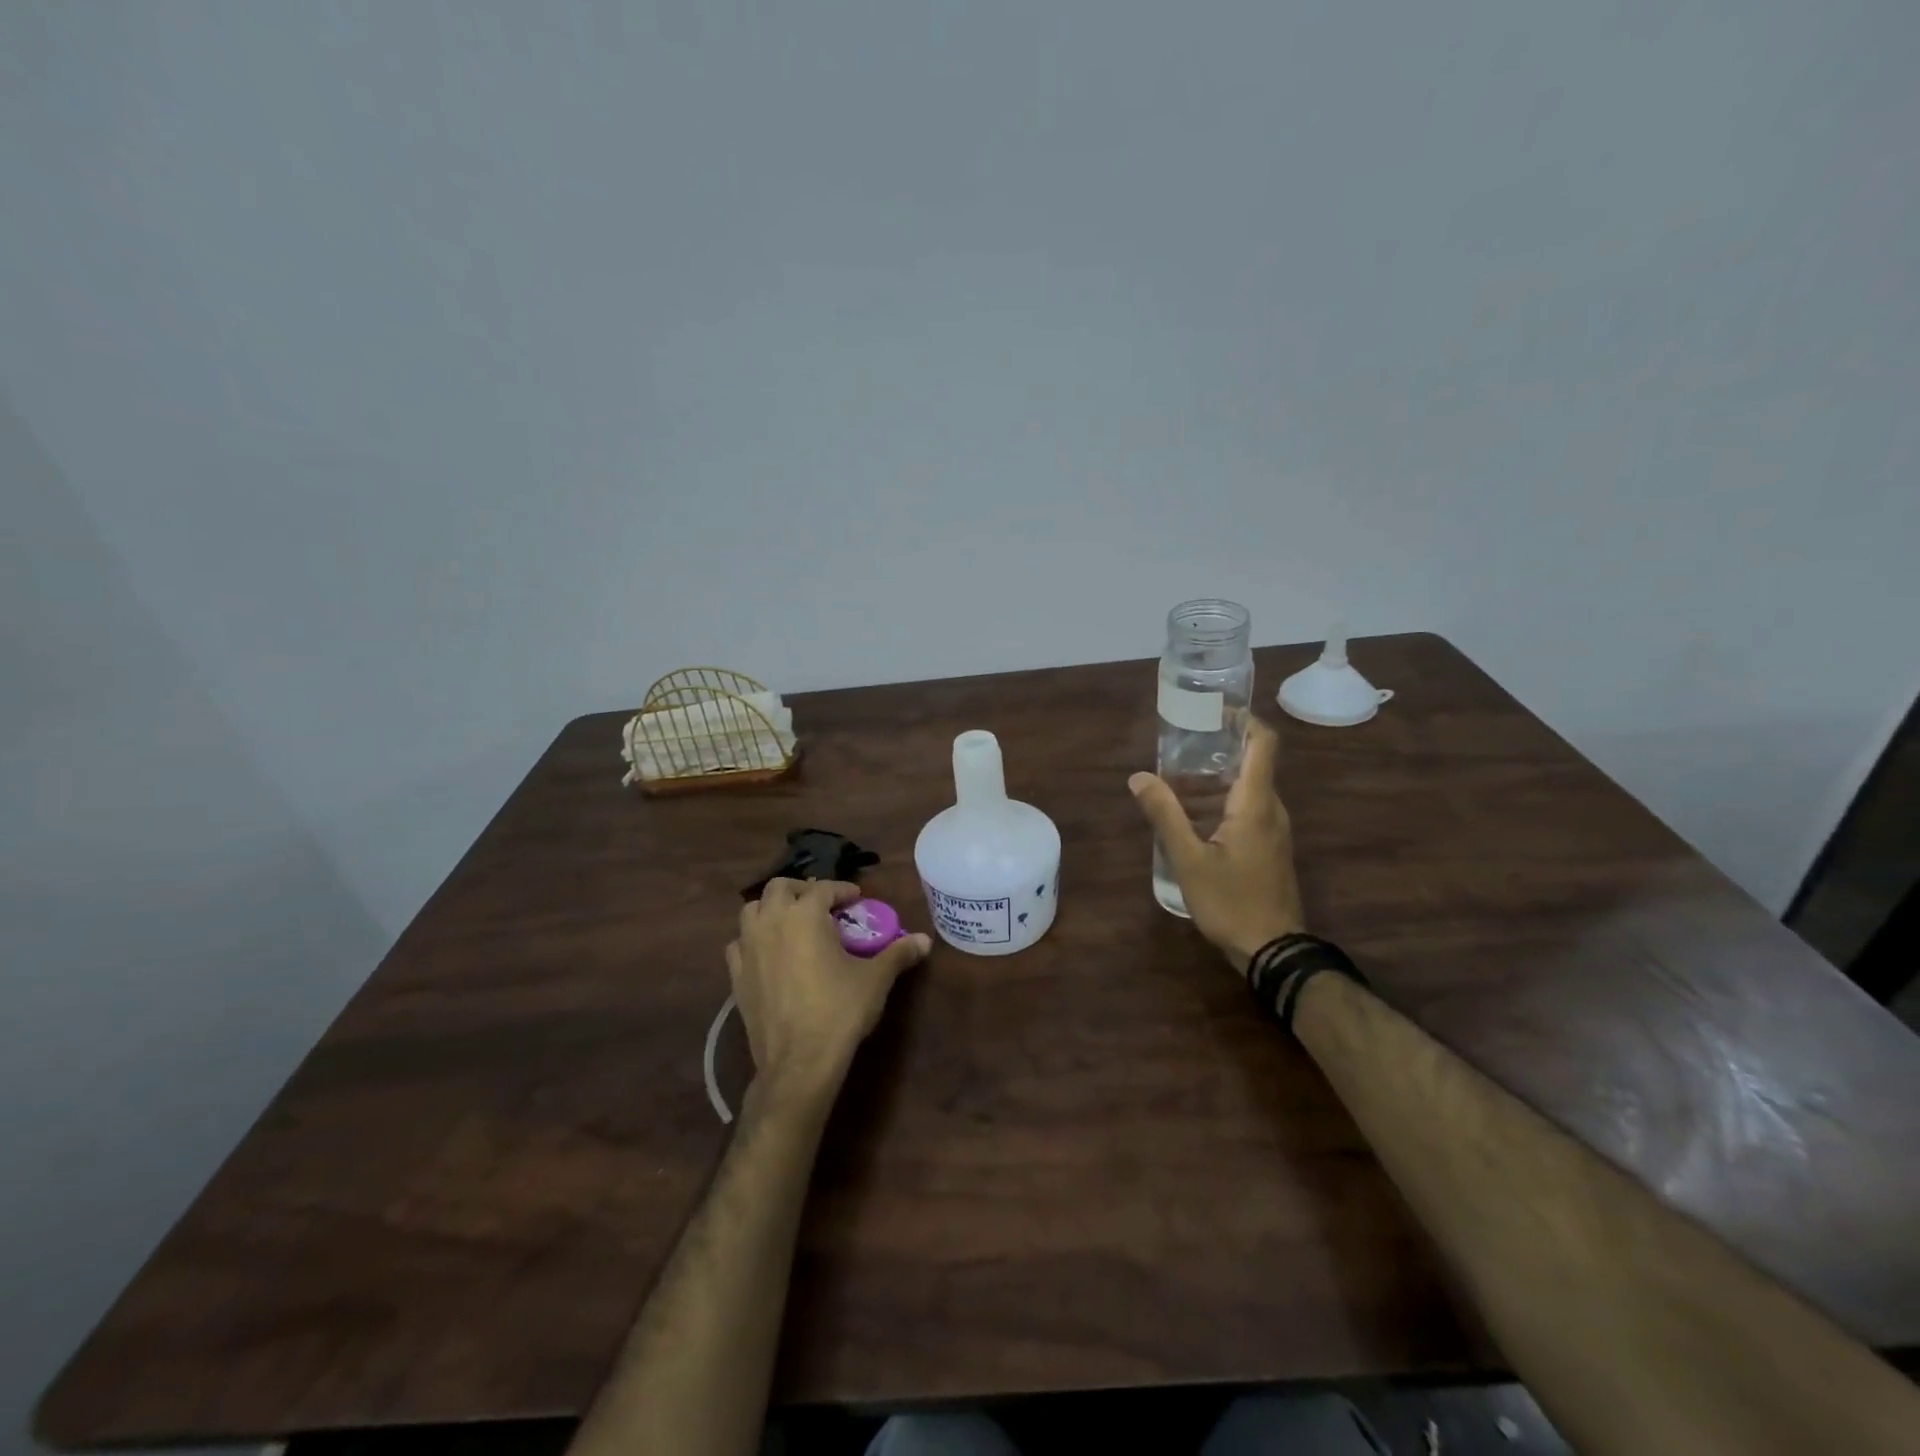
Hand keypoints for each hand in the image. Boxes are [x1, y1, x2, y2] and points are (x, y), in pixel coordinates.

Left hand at [728, 879, 931, 1106]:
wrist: (799, 1061)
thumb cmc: (840, 1011)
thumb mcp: (876, 979)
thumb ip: (898, 953)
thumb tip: (925, 940)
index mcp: (805, 914)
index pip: (824, 888)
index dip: (842, 890)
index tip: (856, 898)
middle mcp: (772, 922)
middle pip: (780, 888)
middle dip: (802, 890)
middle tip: (822, 905)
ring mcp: (748, 948)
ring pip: (752, 910)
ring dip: (772, 909)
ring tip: (792, 922)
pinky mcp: (735, 975)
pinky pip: (739, 944)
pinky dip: (752, 940)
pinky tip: (767, 953)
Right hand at [1129, 715, 1304, 975]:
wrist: (1273, 951)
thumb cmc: (1231, 902)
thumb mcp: (1188, 860)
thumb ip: (1164, 816)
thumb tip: (1139, 777)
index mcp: (1256, 803)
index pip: (1263, 743)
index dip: (1243, 719)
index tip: (1213, 711)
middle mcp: (1272, 809)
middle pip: (1252, 763)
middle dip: (1217, 749)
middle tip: (1178, 746)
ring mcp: (1274, 831)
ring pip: (1248, 789)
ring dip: (1215, 778)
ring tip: (1175, 779)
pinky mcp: (1270, 848)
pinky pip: (1248, 810)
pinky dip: (1221, 801)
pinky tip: (1192, 817)